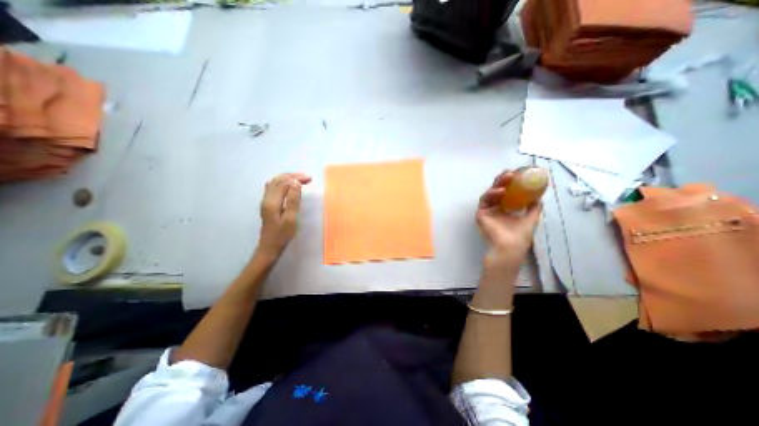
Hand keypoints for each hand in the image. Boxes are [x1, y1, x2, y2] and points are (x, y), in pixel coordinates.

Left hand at [258, 173, 310, 258]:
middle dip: (293, 176)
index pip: (284, 183)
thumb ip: (293, 200)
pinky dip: (282, 183)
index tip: (310, 179)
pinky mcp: (267, 205)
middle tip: (307, 177)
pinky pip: (273, 188)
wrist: (269, 247)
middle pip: (278, 180)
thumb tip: (296, 183)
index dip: (297, 179)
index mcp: (272, 201)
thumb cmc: (282, 235)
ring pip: (274, 183)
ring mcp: (265, 201)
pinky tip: (288, 186)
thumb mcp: (290, 219)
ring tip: (299, 179)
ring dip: (287, 178)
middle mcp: (266, 198)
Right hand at [475, 170, 542, 266]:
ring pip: (489, 193)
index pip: (506, 193)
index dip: (510, 183)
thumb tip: (539, 197)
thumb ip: (534, 208)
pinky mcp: (480, 214)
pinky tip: (500, 191)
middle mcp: (495, 208)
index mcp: (505, 209)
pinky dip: (491, 195)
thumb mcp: (530, 219)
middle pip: (497, 190)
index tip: (517, 174)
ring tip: (507, 178)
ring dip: (497, 184)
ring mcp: (487, 211)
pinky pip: (484, 201)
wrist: (510, 248)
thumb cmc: (519, 236)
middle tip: (511, 173)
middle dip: (503, 180)